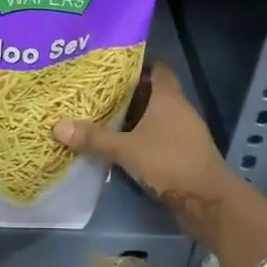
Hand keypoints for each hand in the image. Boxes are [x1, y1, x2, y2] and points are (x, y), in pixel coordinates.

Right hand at [54, 64, 231, 209]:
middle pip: (152, 92)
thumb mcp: (127, 149)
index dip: (138, 64)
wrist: (209, 202)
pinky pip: (158, 137)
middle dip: (127, 92)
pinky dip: (141, 137)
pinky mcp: (183, 154)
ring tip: (102, 116)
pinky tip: (120, 144)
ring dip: (133, 117)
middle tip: (97, 91)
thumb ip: (94, 138)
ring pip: (155, 116)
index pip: (157, 68)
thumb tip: (58, 126)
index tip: (112, 66)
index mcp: (169, 97)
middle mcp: (178, 109)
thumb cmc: (170, 162)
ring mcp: (183, 133)